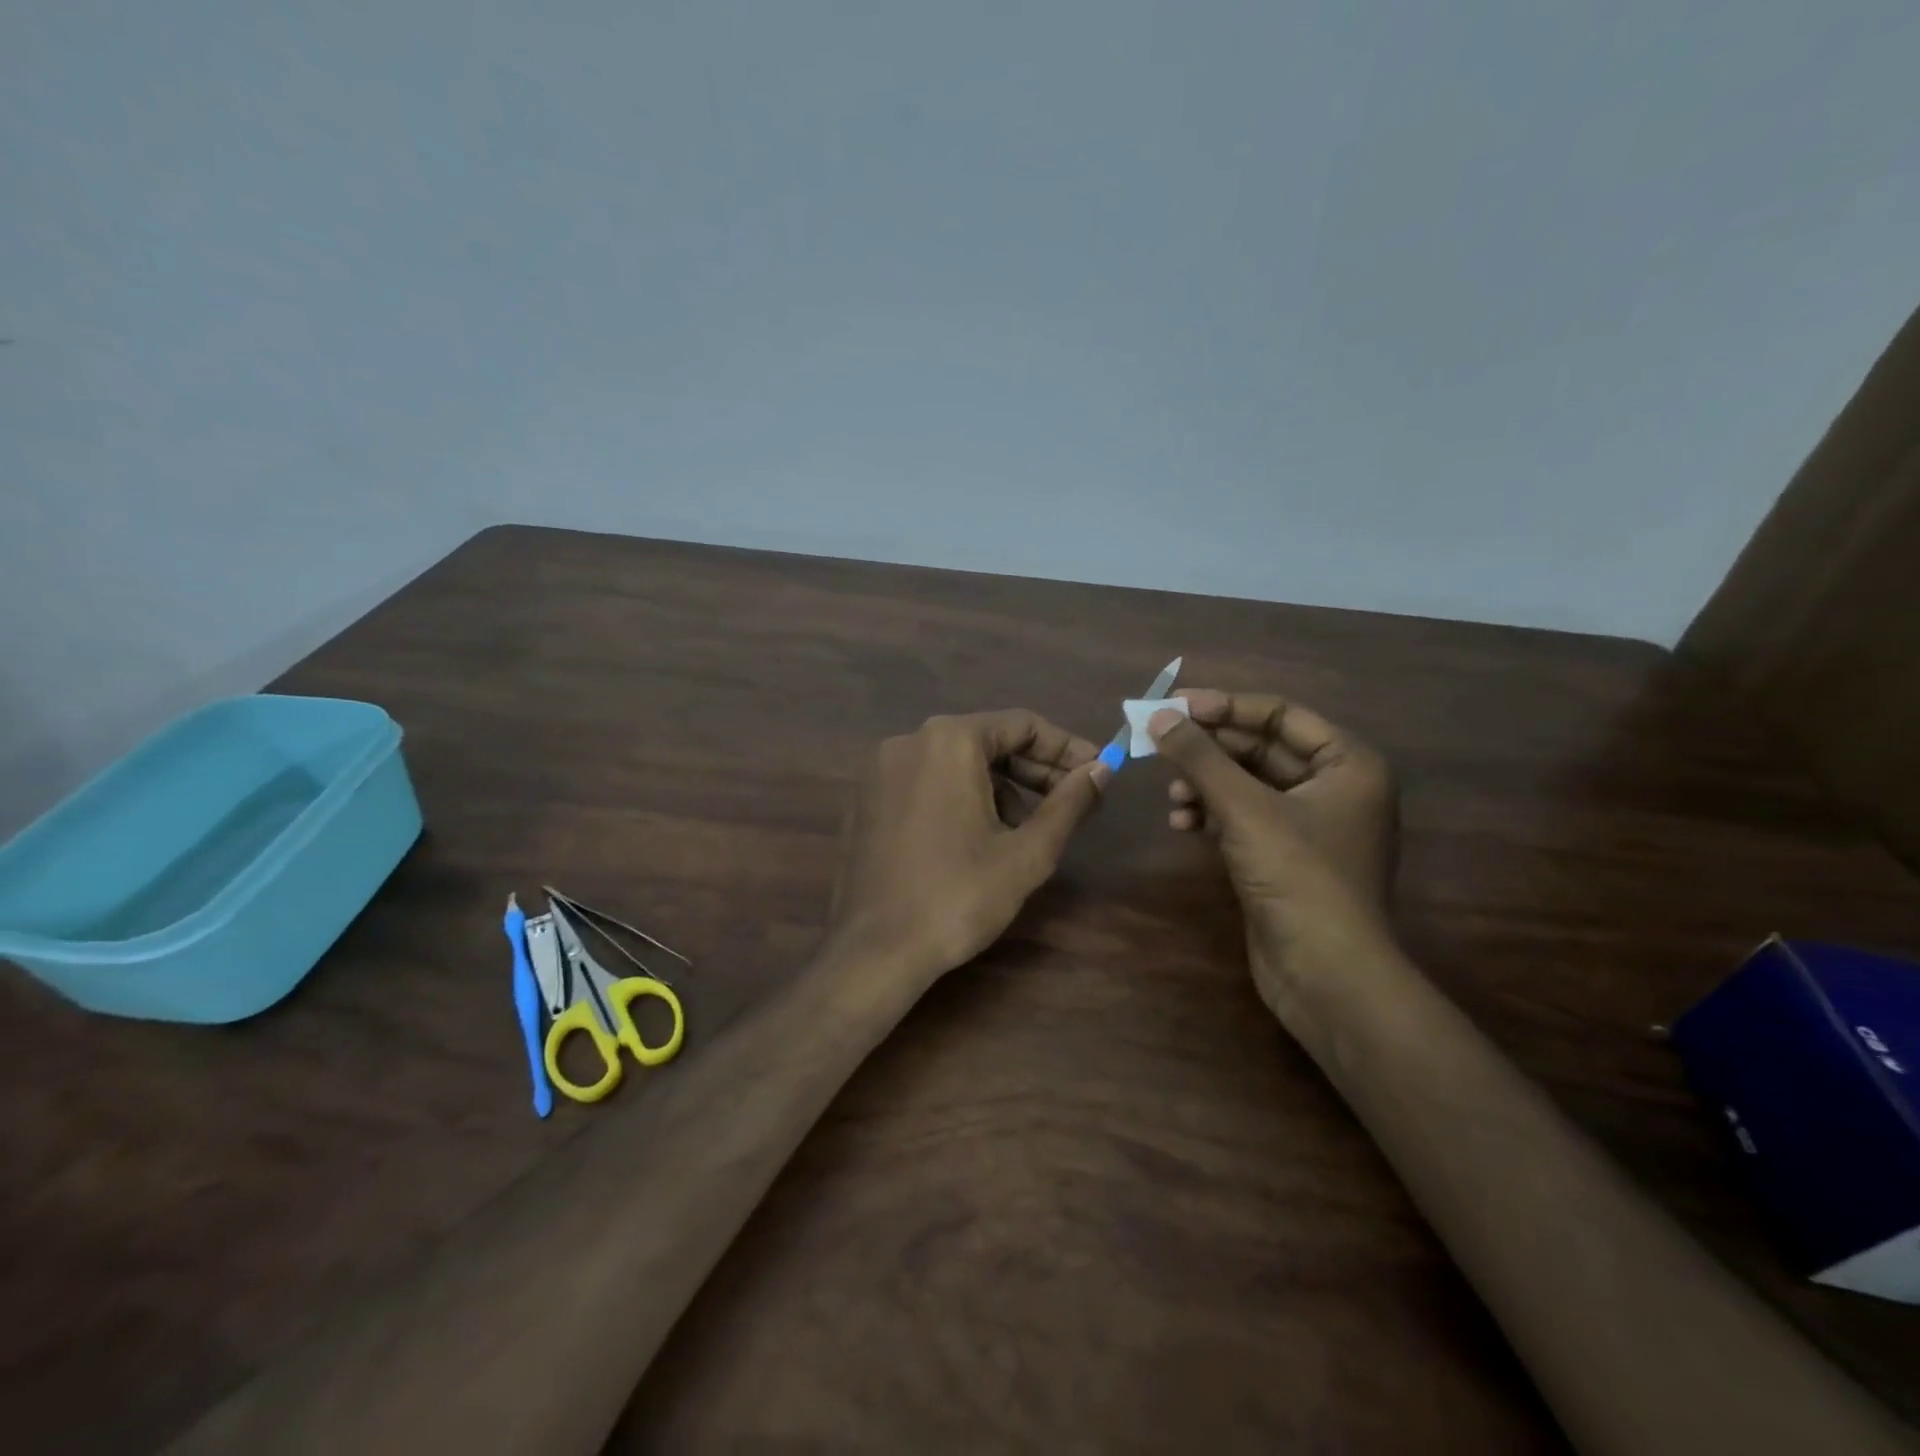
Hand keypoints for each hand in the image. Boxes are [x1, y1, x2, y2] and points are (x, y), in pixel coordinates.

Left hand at [827, 710, 1111, 982]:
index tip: (1097, 771)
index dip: (1066, 747)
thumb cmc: (959, 897)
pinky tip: (980, 834)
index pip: (1021, 725)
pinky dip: (960, 794)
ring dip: (999, 785)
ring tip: (1029, 826)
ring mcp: (881, 769)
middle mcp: (909, 740)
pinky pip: (926, 780)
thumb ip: (1069, 803)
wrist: (876, 950)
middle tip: (1073, 799)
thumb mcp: (1028, 852)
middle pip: (987, 740)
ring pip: (956, 761)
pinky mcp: (866, 797)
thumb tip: (1103, 770)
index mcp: (949, 740)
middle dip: (1034, 768)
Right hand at [1149, 689, 1398, 1025]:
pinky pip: (1244, 819)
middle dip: (1209, 750)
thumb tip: (1158, 716)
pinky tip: (1182, 823)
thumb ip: (1200, 757)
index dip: (1225, 706)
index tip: (1174, 707)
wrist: (1326, 973)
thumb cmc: (1297, 876)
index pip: (1280, 714)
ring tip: (1171, 795)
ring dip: (1206, 784)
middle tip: (1160, 744)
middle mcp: (1335, 788)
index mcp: (1347, 764)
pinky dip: (1213, 816)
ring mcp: (1310, 826)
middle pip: (1261, 749)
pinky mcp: (1286, 858)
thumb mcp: (1244, 808)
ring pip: (1248, 786)